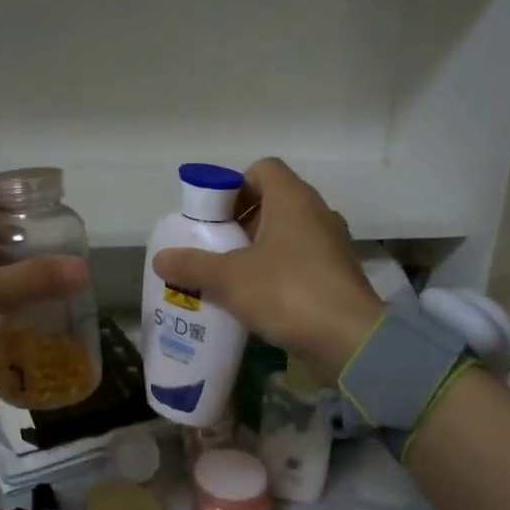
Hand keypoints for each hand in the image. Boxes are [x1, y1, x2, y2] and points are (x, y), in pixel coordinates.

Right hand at [151, 158, 383, 379]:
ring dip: (258, 249)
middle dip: (240, 221)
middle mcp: (317, 213)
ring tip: (230, 276)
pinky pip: (301, 260)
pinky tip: (257, 299)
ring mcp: (332, 244)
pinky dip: (278, 271)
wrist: (350, 340)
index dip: (234, 185)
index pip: (262, 169)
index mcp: (293, 199)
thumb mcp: (229, 278)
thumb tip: (159, 258)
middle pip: (273, 202)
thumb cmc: (287, 292)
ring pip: (287, 234)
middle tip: (215, 247)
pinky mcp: (337, 275)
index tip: (214, 216)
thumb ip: (192, 265)